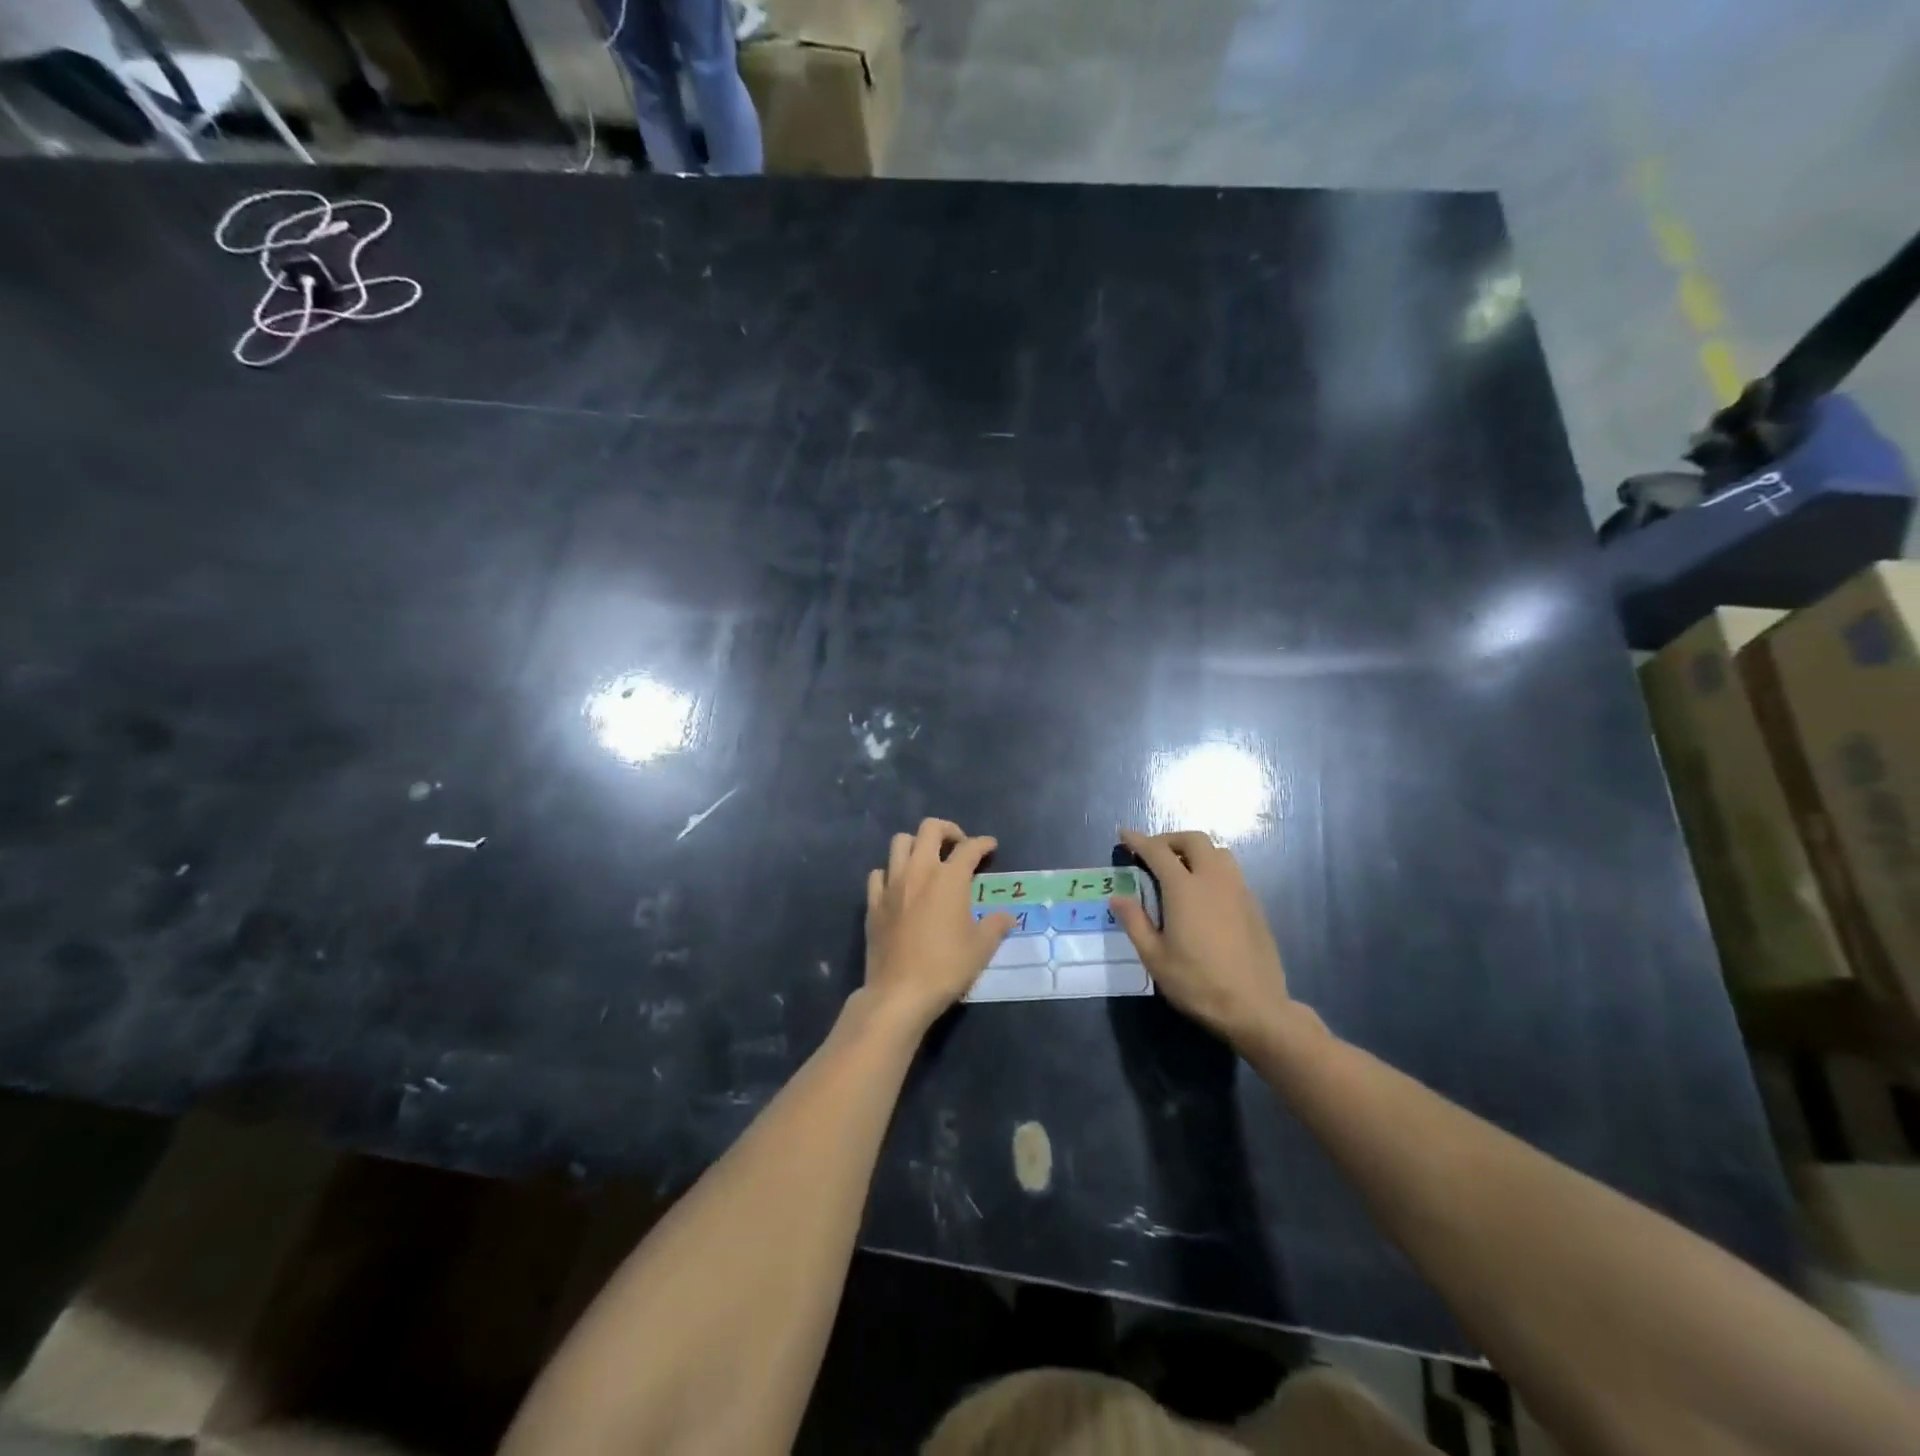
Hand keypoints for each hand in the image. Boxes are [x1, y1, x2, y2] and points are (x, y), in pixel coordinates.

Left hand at [863, 818, 1013, 1032]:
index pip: (969, 848)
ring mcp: (892, 884)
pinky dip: (890, 872)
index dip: (983, 844)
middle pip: (929, 829)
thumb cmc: (946, 967)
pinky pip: (878, 873)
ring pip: (900, 843)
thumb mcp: (981, 948)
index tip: (990, 846)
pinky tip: (899, 886)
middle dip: (947, 830)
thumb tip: (1007, 917)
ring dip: (916, 844)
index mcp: (949, 878)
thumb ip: (996, 925)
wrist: (900, 992)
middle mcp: (919, 871)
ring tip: (928, 860)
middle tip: (958, 845)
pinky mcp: (873, 902)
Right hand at [1110, 829, 1288, 1043]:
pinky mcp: (1254, 906)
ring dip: (1196, 851)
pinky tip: (1204, 894)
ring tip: (1180, 869)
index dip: (1139, 840)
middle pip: (1194, 840)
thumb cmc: (1198, 983)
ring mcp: (1239, 890)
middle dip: (1170, 839)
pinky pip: (1231, 872)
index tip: (1125, 834)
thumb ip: (1135, 922)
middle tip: (1154, 853)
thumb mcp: (1155, 958)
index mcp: (1185, 889)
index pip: (1158, 852)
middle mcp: (1214, 880)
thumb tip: (1118, 897)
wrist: (1255, 1007)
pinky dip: (1212, 869)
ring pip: (1218, 852)